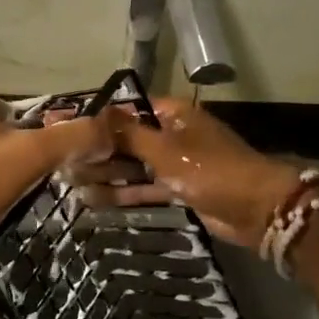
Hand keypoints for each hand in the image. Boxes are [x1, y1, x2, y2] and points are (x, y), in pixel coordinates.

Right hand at [85, 98, 300, 246]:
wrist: (257, 208)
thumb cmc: (209, 169)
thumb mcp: (164, 150)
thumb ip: (128, 133)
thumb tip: (96, 111)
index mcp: (172, 115)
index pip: (127, 110)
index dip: (98, 119)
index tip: (67, 128)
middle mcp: (172, 134)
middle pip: (128, 139)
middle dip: (97, 151)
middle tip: (61, 162)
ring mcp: (176, 163)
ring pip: (134, 166)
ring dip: (107, 174)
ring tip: (70, 183)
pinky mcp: (180, 189)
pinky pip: (146, 187)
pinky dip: (125, 193)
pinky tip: (95, 200)